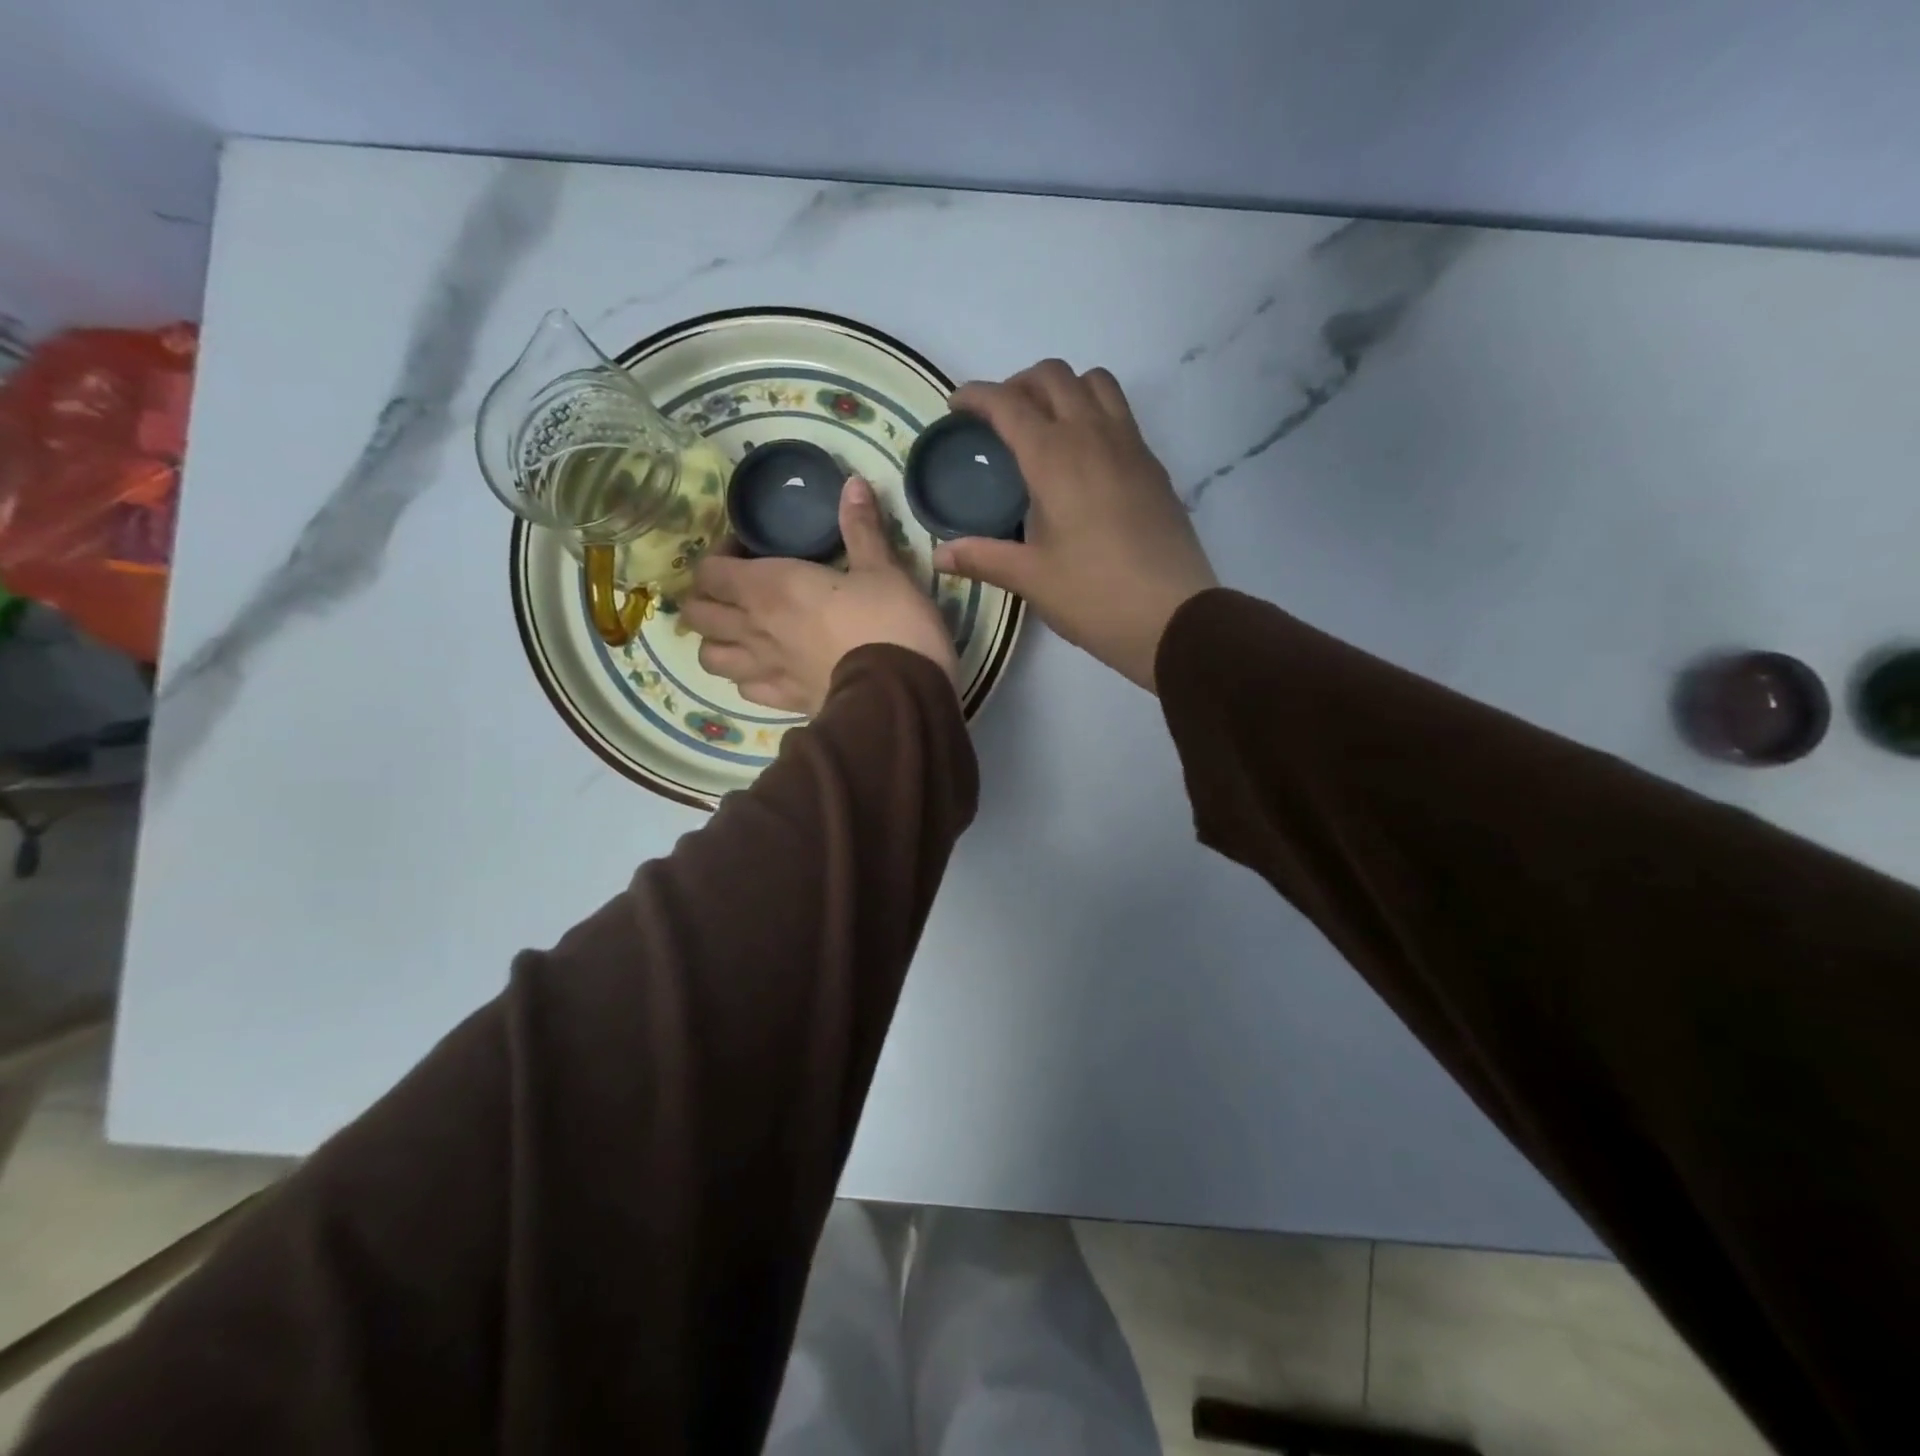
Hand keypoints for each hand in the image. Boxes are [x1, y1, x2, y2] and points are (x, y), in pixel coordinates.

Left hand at [684, 476, 958, 714]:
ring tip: (742, 633)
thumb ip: (861, 528)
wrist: (900, 692)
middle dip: (708, 598)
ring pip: (710, 657)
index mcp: (770, 587)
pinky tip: (767, 669)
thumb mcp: (882, 568)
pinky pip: (744, 689)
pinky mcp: (783, 702)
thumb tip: (853, 483)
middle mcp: (754, 628)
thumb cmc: (891, 621)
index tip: (747, 550)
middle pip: (697, 614)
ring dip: (718, 641)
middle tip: (737, 591)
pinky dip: (747, 677)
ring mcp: (764, 670)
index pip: (709, 571)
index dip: (720, 556)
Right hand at [931, 360, 1215, 692]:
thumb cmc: (1093, 596)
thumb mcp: (1031, 578)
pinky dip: (1094, 412)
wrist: (1174, 617)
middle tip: (999, 419)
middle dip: (1019, 384)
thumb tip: (939, 555)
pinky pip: (1120, 414)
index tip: (957, 406)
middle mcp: (1093, 436)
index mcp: (1055, 458)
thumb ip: (983, 558)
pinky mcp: (1153, 466)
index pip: (1009, 403)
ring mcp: (1130, 446)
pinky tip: (1083, 458)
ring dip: (1063, 389)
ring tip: (1045, 426)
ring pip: (1095, 383)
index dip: (977, 396)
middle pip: (1054, 376)